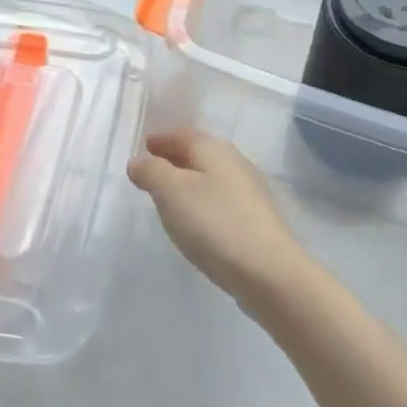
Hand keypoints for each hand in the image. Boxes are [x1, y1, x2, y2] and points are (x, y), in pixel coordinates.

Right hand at [128, 130, 312, 311]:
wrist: (268, 271)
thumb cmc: (214, 223)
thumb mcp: (171, 192)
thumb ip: (151, 172)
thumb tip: (138, 161)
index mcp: (214, 149)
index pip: (182, 135)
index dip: (161, 140)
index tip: (143, 147)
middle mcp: (235, 163)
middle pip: (199, 154)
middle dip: (174, 159)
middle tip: (151, 170)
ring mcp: (249, 192)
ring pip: (211, 177)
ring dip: (188, 182)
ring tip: (168, 196)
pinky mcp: (256, 220)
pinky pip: (220, 200)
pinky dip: (202, 201)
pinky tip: (196, 220)